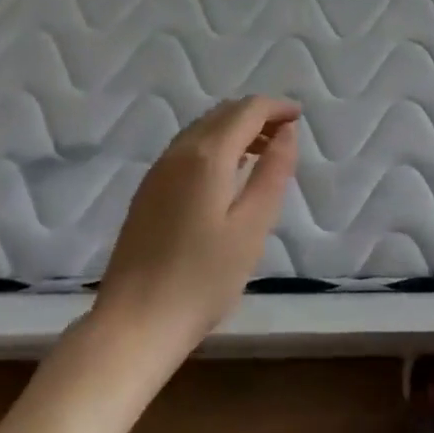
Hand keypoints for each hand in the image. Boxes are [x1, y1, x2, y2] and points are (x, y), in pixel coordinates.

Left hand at [90, 97, 300, 354]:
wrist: (134, 325)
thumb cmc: (204, 278)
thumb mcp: (253, 226)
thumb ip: (273, 173)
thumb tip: (287, 133)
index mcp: (207, 156)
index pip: (247, 110)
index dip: (276, 107)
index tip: (300, 117)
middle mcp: (178, 153)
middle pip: (222, 114)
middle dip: (256, 115)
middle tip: (286, 135)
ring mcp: (157, 172)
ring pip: (202, 129)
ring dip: (235, 129)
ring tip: (263, 153)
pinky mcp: (147, 192)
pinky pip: (187, 149)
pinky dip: (215, 146)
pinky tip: (228, 174)